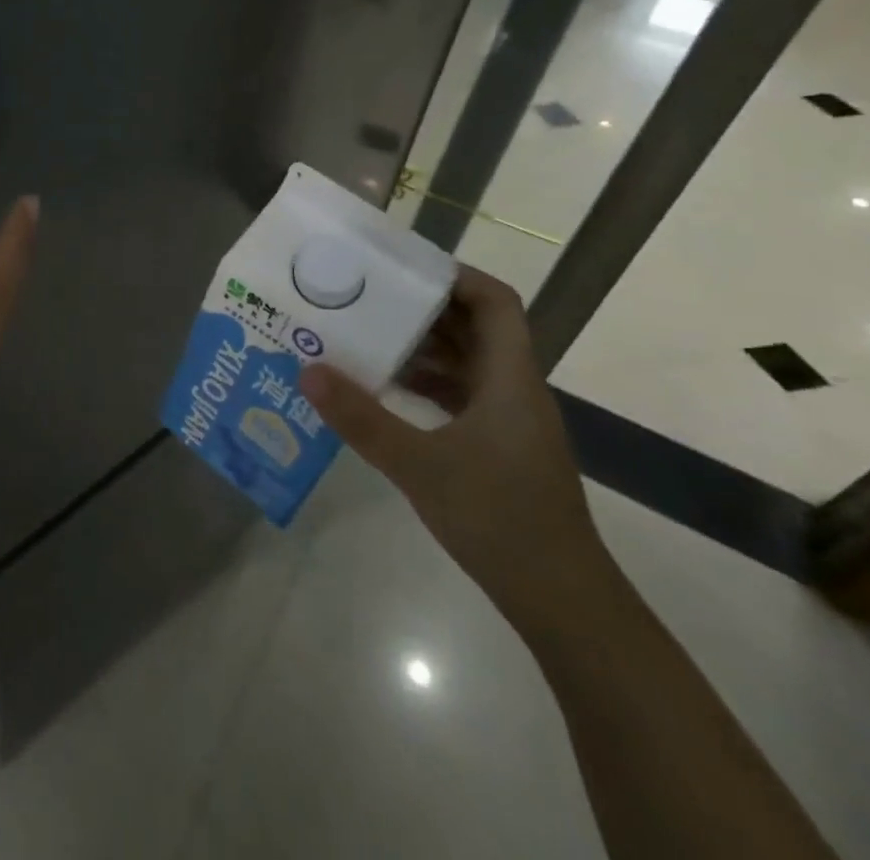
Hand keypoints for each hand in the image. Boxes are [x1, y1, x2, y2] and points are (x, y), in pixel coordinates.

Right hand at [298, 265, 609, 627]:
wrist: (562, 602)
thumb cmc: (500, 520)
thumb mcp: (419, 465)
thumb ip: (362, 418)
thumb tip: (307, 369)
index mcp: (509, 379)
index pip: (495, 302)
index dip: (454, 275)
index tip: (401, 267)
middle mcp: (512, 389)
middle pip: (472, 327)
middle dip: (420, 308)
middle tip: (364, 297)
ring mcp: (507, 420)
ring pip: (463, 363)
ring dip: (418, 348)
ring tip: (362, 337)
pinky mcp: (497, 447)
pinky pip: (457, 395)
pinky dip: (422, 384)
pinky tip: (382, 391)